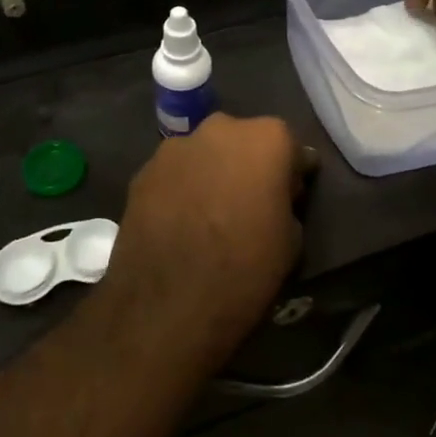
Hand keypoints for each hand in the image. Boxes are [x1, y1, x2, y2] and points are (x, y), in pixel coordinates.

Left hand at [107, 115, 313, 365]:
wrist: (167, 307)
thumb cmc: (245, 271)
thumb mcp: (291, 241)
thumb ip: (286, 203)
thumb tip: (274, 199)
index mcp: (266, 139)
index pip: (291, 148)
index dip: (293, 174)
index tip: (292, 197)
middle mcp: (221, 129)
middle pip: (243, 141)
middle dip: (249, 165)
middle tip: (250, 202)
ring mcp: (176, 147)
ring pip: (205, 154)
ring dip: (212, 173)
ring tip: (210, 214)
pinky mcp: (142, 171)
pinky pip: (174, 174)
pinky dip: (181, 189)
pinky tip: (180, 222)